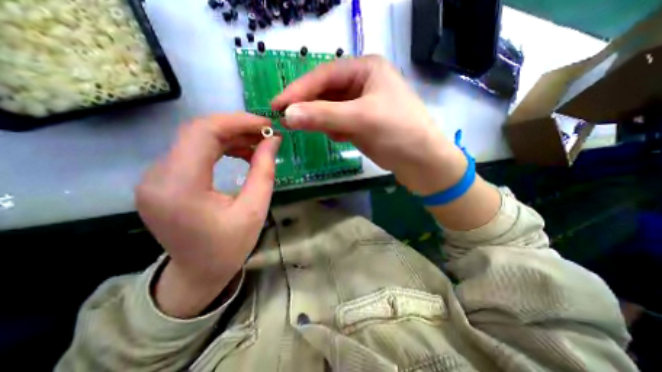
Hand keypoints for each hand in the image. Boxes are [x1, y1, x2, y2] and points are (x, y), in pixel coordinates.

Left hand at [133, 112, 277, 316]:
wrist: (198, 273)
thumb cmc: (230, 247)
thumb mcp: (255, 209)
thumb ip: (264, 170)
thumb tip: (274, 140)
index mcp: (179, 186)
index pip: (203, 132)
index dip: (237, 121)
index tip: (266, 124)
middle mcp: (158, 176)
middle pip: (198, 132)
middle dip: (236, 127)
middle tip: (266, 134)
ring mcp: (156, 177)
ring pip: (196, 139)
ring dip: (230, 137)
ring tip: (258, 144)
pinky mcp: (164, 180)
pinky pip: (193, 152)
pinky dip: (220, 147)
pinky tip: (240, 153)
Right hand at [272, 57, 466, 195]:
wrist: (421, 161)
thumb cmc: (398, 132)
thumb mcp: (361, 119)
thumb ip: (323, 116)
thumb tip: (287, 115)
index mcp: (365, 69)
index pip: (324, 75)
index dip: (299, 90)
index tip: (277, 105)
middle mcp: (361, 83)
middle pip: (325, 92)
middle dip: (307, 106)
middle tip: (285, 119)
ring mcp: (360, 105)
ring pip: (329, 109)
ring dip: (320, 119)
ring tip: (310, 130)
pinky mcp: (360, 123)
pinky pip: (337, 122)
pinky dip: (333, 130)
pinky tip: (339, 137)